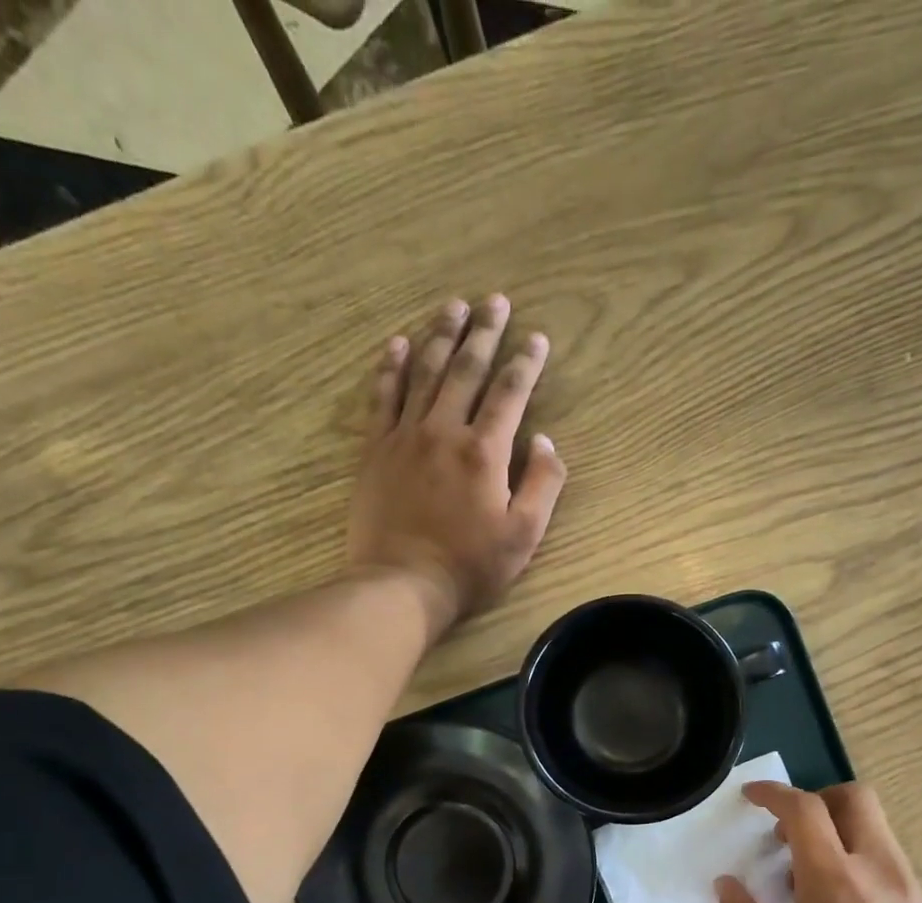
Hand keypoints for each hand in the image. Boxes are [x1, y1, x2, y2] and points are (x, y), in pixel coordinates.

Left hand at [348, 295, 567, 635]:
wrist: (403, 584)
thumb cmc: (470, 566)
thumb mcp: (524, 534)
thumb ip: (542, 484)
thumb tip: (545, 441)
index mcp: (485, 451)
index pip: (511, 393)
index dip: (526, 362)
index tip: (536, 337)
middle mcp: (445, 430)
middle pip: (467, 369)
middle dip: (484, 332)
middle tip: (494, 300)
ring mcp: (405, 436)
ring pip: (424, 372)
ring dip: (440, 336)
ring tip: (453, 307)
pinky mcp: (376, 450)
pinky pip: (383, 397)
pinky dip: (390, 367)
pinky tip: (397, 343)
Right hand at [717, 781, 921, 902]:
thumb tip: (726, 884)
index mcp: (835, 880)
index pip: (805, 810)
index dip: (774, 794)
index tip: (752, 796)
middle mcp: (880, 872)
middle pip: (857, 799)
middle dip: (819, 799)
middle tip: (789, 831)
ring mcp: (910, 891)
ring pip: (877, 830)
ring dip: (841, 831)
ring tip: (809, 876)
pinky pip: (889, 862)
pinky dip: (860, 860)